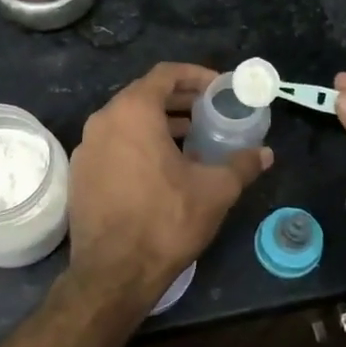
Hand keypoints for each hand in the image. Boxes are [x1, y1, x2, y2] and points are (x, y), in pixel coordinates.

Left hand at [67, 63, 272, 308]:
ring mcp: (86, 148)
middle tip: (209, 112)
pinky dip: (139, 145)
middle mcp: (103, 121)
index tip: (219, 88)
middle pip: (144, 96)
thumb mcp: (215, 190)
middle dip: (179, 101)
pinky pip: (114, 145)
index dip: (196, 76)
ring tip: (193, 140)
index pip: (165, 74)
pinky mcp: (80, 174)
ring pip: (127, 122)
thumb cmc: (166, 220)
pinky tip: (163, 169)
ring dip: (160, 124)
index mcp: (132, 112)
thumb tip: (265, 153)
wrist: (114, 272)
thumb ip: (242, 164)